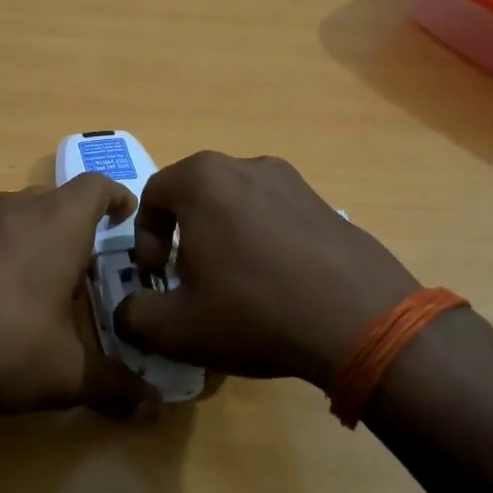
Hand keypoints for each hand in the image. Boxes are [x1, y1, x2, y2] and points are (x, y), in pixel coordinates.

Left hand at [0, 176, 158, 421]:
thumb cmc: (2, 348)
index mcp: (56, 226)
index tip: (124, 216)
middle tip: (80, 267)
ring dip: (27, 239)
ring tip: (31, 285)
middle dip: (72, 226)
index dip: (116, 198)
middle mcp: (11, 210)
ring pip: (9, 217)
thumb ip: (115, 387)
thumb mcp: (66, 374)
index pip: (97, 187)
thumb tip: (156, 411)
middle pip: (52, 200)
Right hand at [113, 152, 421, 388]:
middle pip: (194, 197)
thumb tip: (129, 311)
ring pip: (236, 206)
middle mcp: (246, 165)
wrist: (362, 322)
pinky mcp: (326, 204)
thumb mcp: (172, 327)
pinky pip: (275, 217)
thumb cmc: (253, 312)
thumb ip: (132, 315)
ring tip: (234, 286)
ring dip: (222, 239)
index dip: (143, 239)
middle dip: (182, 237)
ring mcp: (293, 182)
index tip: (155, 277)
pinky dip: (262, 244)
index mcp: (202, 180)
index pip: (152, 195)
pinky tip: (276, 287)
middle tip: (189, 281)